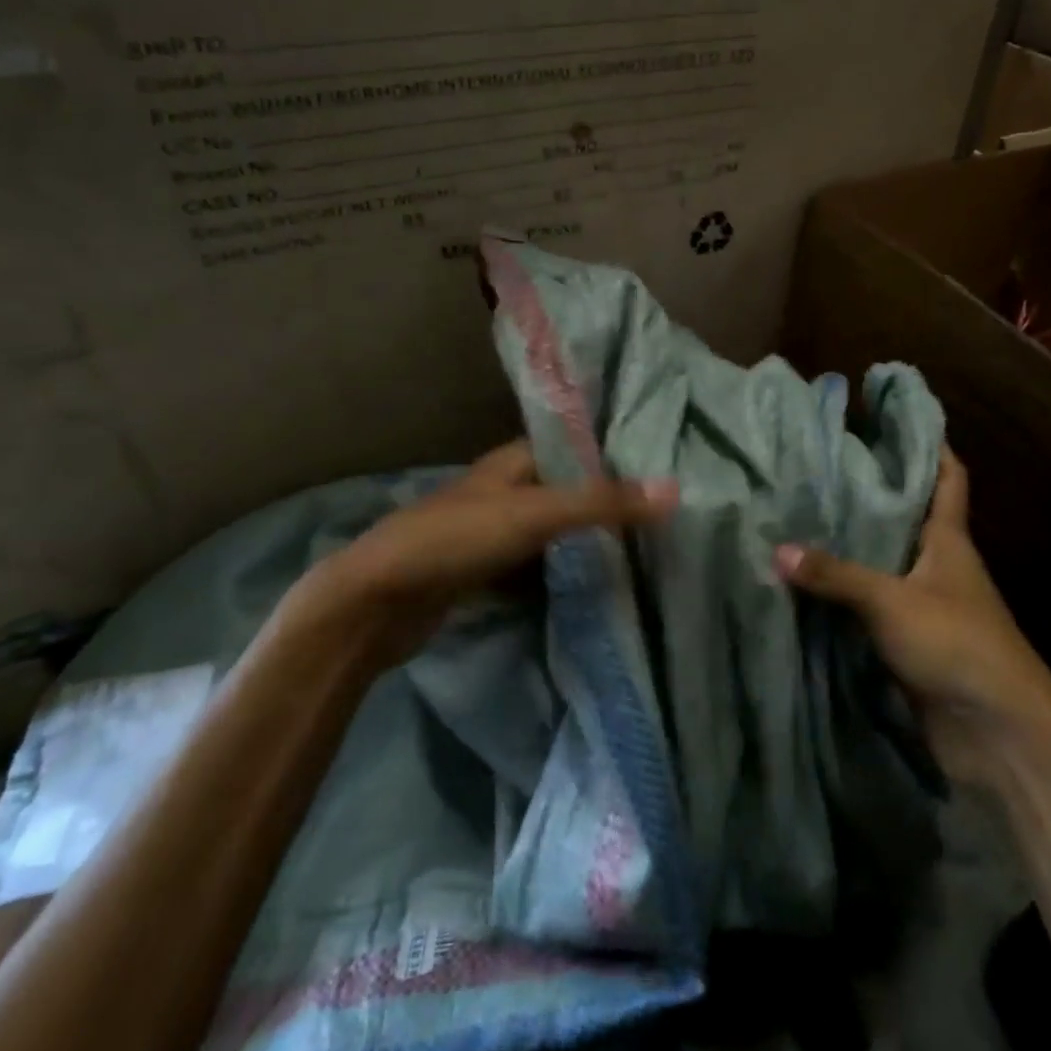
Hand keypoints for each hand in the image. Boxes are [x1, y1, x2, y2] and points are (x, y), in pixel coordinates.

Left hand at [299, 441, 676, 666]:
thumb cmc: (456, 540)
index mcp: (513, 462)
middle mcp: (504, 490)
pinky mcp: (483, 572)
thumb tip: (674, 490)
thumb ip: (602, 503)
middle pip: (566, 490)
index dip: (614, 455)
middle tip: (661, 515)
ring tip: (641, 549)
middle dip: (606, 501)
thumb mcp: (534, 515)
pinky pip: (536, 565)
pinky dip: (561, 571)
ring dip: (585, 539)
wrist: (376, 602)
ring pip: (552, 530)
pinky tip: (594, 584)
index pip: (574, 447)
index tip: (661, 467)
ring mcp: (491, 533)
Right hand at [775, 448, 1050, 779]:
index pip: (947, 477)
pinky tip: (809, 582)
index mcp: (948, 540)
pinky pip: (870, 605)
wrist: (997, 733)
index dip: (930, 444)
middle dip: (873, 490)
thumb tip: (777, 550)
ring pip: (884, 561)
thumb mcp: (892, 600)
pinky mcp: (909, 641)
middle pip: (907, 516)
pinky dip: (845, 593)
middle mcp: (938, 565)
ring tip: (803, 514)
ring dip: (853, 543)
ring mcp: (924, 604)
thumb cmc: (957, 644)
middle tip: (823, 463)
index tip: (896, 416)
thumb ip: (836, 576)